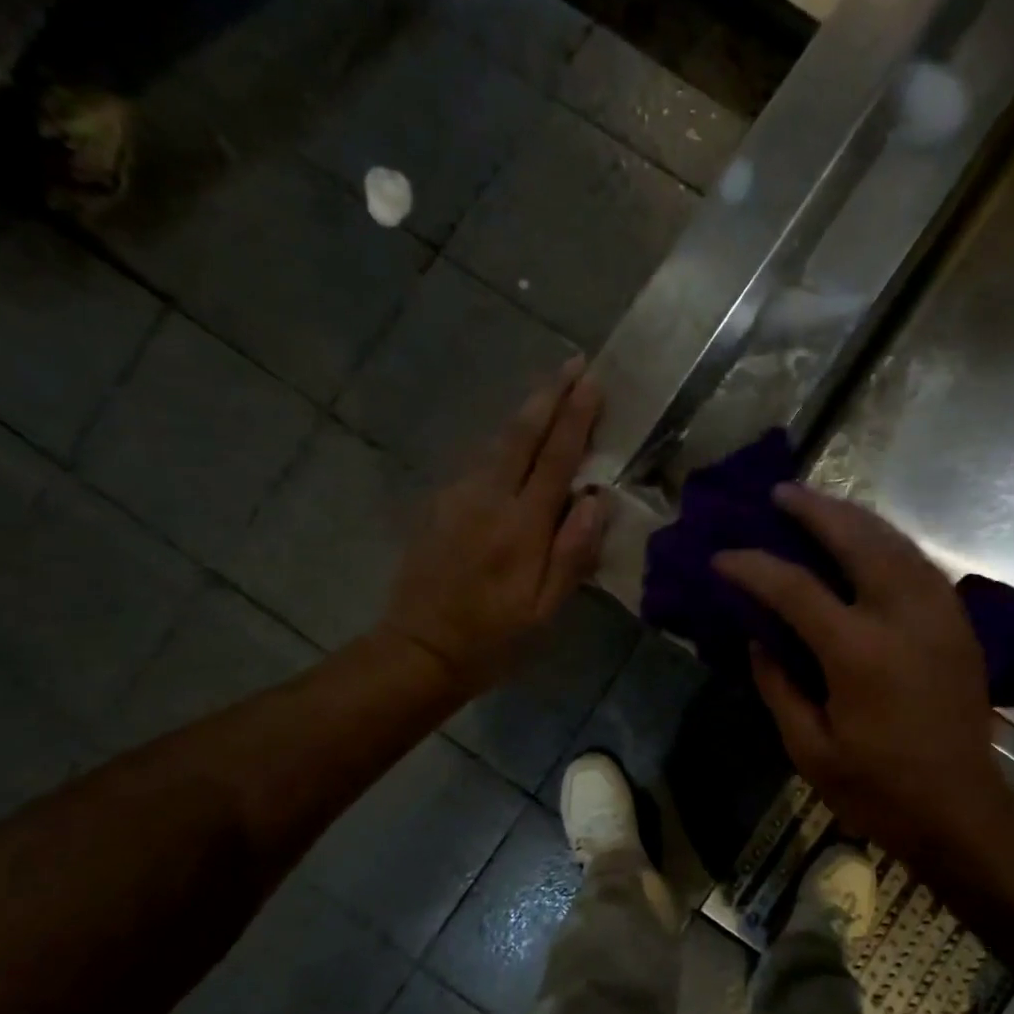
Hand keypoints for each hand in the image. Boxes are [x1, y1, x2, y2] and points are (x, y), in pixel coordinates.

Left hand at [381, 359, 609, 694]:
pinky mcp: (439, 506)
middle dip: (550, 396)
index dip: (575, 418)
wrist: (419, 650)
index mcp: (520, 526)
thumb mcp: (544, 610)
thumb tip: (595, 501)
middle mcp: (487, 499)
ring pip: (496, 443)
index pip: (554, 459)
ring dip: (526, 413)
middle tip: (574, 364)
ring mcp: (457, 498)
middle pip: (521, 435)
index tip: (592, 382)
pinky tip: (514, 440)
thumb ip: (572, 553)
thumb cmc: (493, 638)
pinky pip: (479, 462)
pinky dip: (503, 442)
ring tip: (550, 390)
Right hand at [714, 485, 1002, 866]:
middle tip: (781, 493)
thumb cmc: (878, 789)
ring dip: (854, 517)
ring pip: (895, 542)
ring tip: (819, 504)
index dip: (752, 567)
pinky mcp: (958, 624)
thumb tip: (757, 637)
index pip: (795, 589)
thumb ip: (778, 686)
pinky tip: (866, 539)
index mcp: (859, 653)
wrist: (962, 812)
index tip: (721, 557)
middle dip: (814, 511)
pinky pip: (919, 563)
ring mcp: (939, 615)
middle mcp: (903, 618)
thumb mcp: (809, 749)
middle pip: (857, 540)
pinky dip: (887, 541)